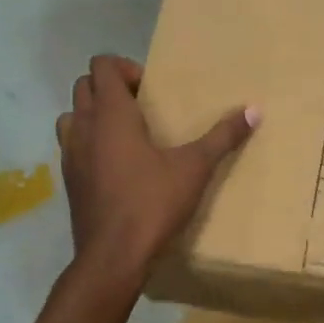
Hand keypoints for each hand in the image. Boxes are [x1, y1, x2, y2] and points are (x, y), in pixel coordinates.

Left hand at [56, 55, 258, 273]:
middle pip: (84, 85)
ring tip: (126, 133)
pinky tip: (117, 165)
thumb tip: (254, 110)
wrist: (113, 256)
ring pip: (72, 115)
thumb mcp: (194, 168)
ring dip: (94, 114)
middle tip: (143, 107)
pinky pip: (72, 145)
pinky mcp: (68, 180)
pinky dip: (89, 142)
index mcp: (111, 114)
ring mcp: (70, 154)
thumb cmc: (152, 203)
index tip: (151, 90)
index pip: (102, 66)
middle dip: (111, 88)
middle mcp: (83, 127)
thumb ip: (222, 136)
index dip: (125, 68)